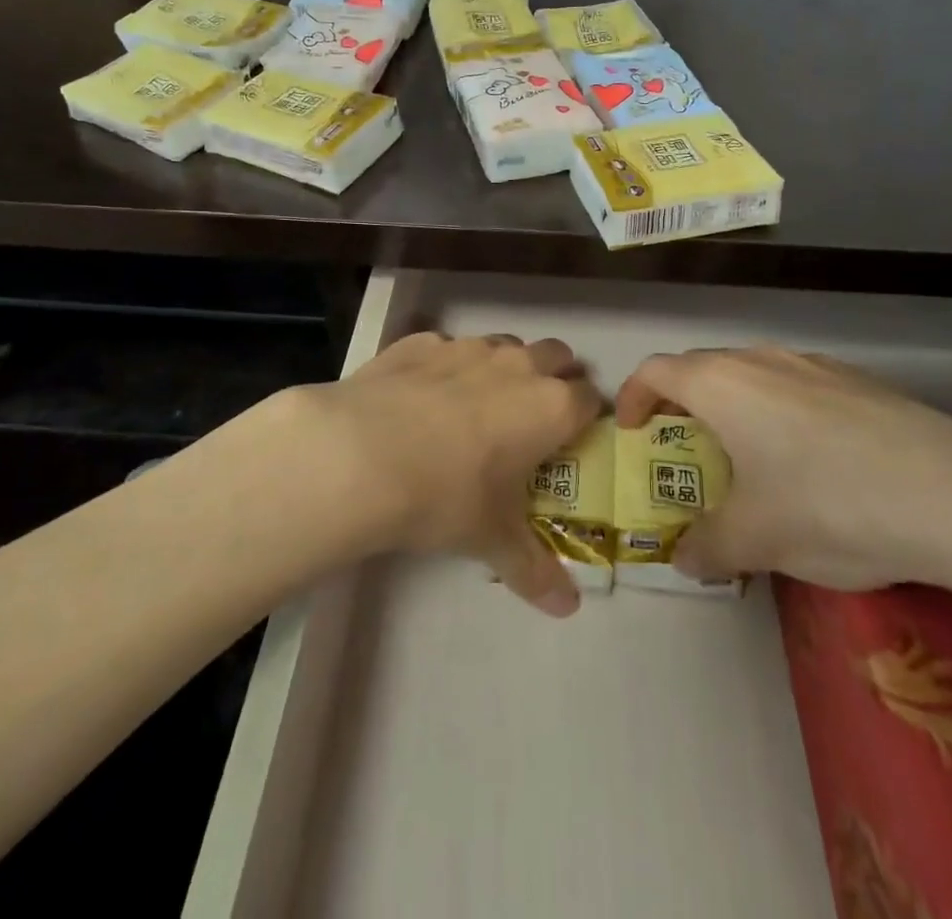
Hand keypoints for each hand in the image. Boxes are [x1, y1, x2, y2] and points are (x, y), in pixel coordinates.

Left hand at [303, 332, 599, 615]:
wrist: (360, 454)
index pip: (591, 399)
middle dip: (555, 378)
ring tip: (480, 406)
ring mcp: (468, 347)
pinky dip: (449, 367)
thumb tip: (567, 609)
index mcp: (550, 407)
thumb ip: (534, 569)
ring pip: (505, 345)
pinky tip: (423, 398)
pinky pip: (449, 347)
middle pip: (557, 356)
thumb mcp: (491, 539)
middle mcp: (517, 365)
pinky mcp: (422, 342)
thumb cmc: (445, 497)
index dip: (585, 418)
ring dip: (505, 368)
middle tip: (532, 418)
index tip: (570, 440)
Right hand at [615, 347, 951, 592]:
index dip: (633, 396)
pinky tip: (812, 461)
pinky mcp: (859, 381)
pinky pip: (797, 386)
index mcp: (722, 384)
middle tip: (684, 448)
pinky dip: (779, 411)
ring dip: (733, 406)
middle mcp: (761, 360)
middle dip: (682, 403)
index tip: (631, 430)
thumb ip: (708, 548)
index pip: (656, 370)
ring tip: (746, 456)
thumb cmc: (829, 505)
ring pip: (752, 374)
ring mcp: (814, 365)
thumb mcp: (756, 540)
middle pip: (701, 367)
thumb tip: (686, 559)